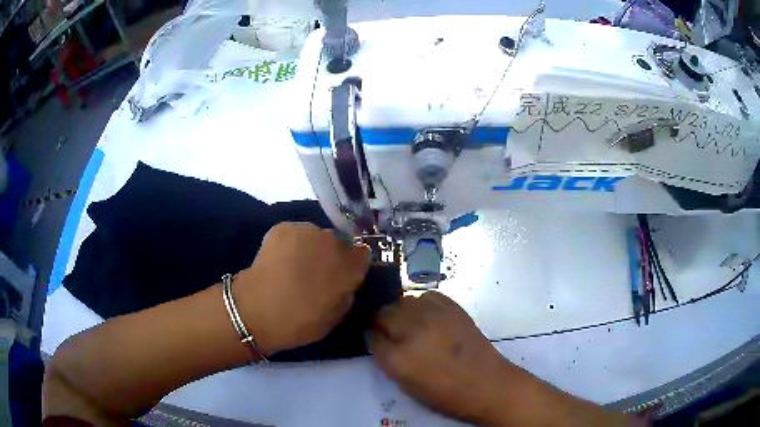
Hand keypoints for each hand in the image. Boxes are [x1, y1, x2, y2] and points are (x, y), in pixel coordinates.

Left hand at [234, 222, 369, 354]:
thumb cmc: (302, 321)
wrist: (259, 310)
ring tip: (294, 266)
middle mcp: (334, 242)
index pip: (363, 255)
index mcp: (351, 265)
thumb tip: (346, 282)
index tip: (343, 277)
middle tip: (316, 273)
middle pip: (339, 243)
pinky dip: (292, 243)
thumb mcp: (337, 315)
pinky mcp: (285, 227)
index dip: (353, 266)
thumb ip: (347, 292)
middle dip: (332, 255)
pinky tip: (281, 259)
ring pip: (317, 236)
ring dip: (312, 248)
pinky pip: (296, 233)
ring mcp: (309, 231)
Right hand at [368, 291, 511, 423]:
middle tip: (390, 331)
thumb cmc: (444, 392)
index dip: (370, 335)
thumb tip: (378, 338)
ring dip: (401, 311)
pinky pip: (427, 296)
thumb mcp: (405, 384)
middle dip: (382, 321)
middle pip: (383, 313)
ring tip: (410, 323)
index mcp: (397, 358)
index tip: (373, 337)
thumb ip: (386, 358)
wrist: (486, 383)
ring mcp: (434, 315)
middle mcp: (412, 331)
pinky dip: (422, 304)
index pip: (370, 335)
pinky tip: (428, 316)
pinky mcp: (452, 307)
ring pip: (403, 301)